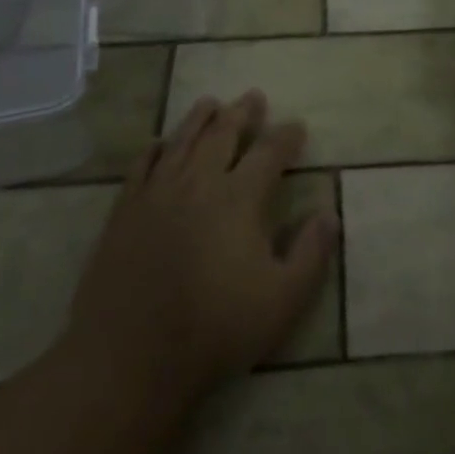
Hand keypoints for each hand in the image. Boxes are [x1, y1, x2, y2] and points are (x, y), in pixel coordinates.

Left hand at [56, 90, 337, 404]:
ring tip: (211, 102)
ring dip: (199, 118)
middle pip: (223, 134)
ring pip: (182, 140)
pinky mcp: (125, 211)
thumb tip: (330, 213)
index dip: (286, 136)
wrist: (130, 356)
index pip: (270, 152)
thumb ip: (311, 253)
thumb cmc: (216, 329)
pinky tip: (159, 143)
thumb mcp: (283, 300)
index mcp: (240, 198)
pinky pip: (141, 166)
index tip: (297, 126)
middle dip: (242, 113)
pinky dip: (154, 149)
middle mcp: (199, 182)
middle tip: (254, 97)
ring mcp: (157, 193)